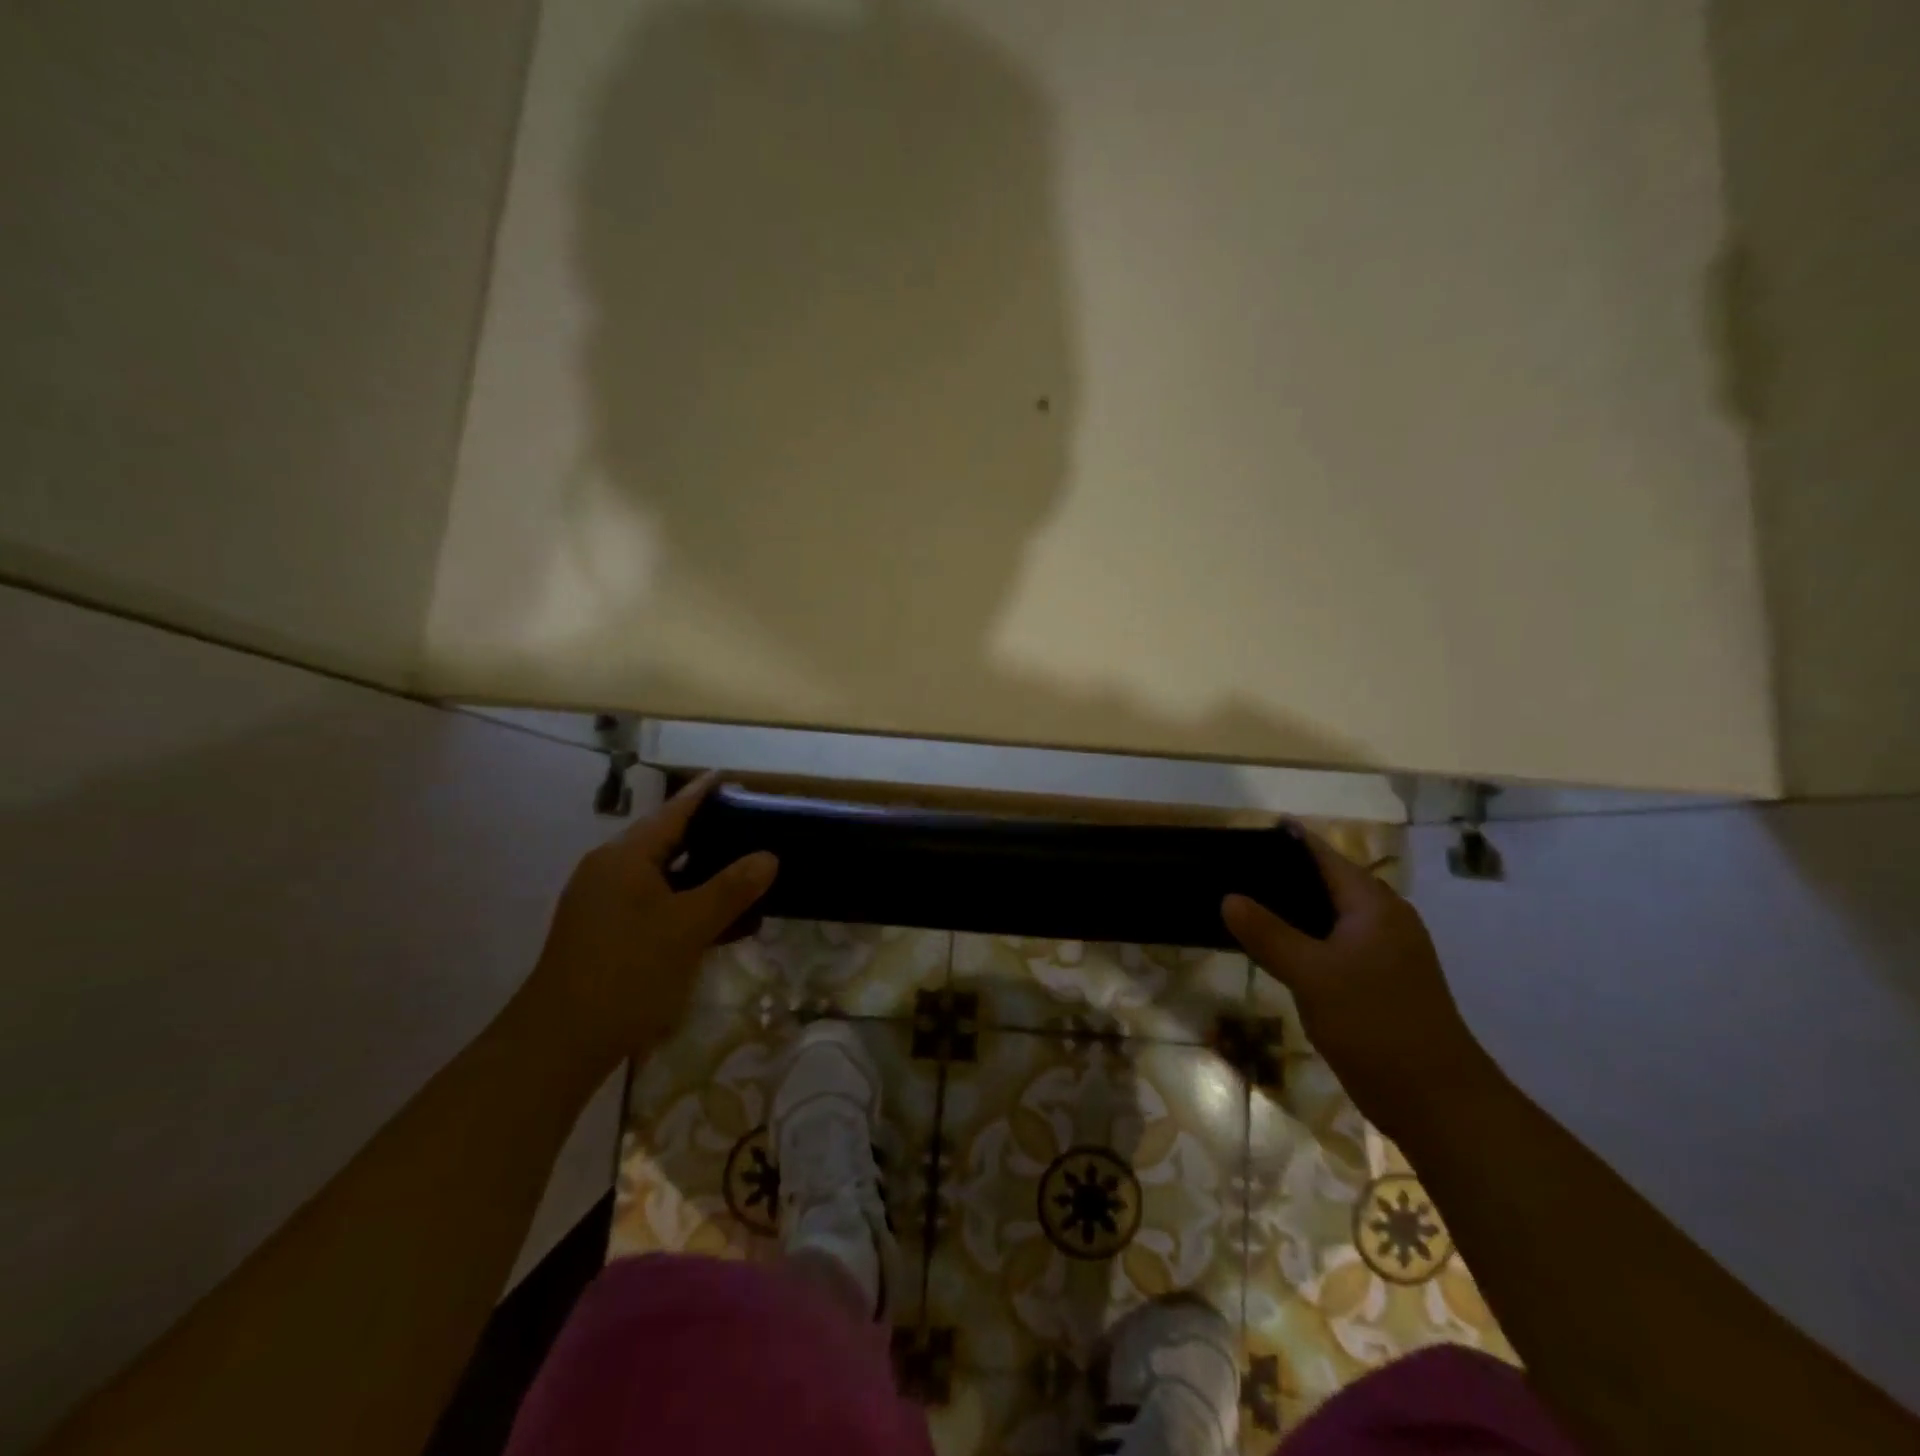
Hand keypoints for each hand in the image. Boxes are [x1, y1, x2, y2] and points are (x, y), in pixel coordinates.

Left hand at [519, 774, 776, 1072]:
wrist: (560, 1043)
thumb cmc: (626, 973)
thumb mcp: (687, 928)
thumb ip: (731, 889)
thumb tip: (768, 857)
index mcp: (625, 858)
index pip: (672, 813)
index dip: (702, 794)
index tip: (729, 777)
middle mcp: (610, 871)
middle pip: (666, 840)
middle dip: (707, 834)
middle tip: (750, 827)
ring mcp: (604, 903)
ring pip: (662, 875)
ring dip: (700, 873)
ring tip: (741, 869)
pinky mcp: (606, 933)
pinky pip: (654, 902)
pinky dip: (685, 902)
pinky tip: (715, 917)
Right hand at [1222, 828, 1496, 1141]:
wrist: (1436, 1100)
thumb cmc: (1375, 1024)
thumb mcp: (1312, 975)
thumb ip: (1268, 933)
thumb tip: (1228, 898)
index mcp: (1374, 905)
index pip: (1323, 856)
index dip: (1284, 842)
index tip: (1241, 835)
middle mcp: (1382, 918)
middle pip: (1324, 882)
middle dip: (1280, 875)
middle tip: (1228, 871)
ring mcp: (1383, 951)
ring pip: (1326, 916)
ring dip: (1288, 910)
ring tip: (1239, 904)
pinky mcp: (1378, 980)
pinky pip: (1331, 944)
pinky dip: (1301, 939)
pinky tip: (1270, 948)